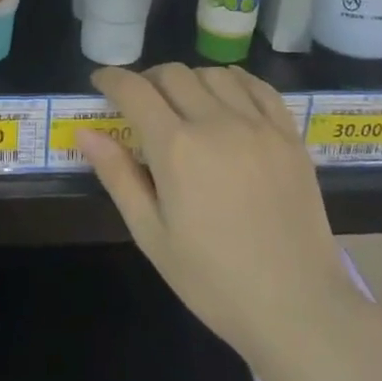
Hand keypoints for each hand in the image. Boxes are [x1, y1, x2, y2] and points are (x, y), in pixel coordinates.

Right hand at [79, 64, 359, 367]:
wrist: (296, 306)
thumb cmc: (212, 279)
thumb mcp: (151, 235)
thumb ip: (118, 176)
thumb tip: (85, 132)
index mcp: (176, 148)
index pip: (135, 91)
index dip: (112, 78)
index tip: (100, 80)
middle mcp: (217, 122)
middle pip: (173, 74)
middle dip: (147, 80)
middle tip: (140, 103)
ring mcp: (258, 125)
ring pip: (214, 73)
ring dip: (189, 80)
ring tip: (184, 104)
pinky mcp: (288, 134)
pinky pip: (257, 87)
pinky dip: (233, 81)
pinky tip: (226, 98)